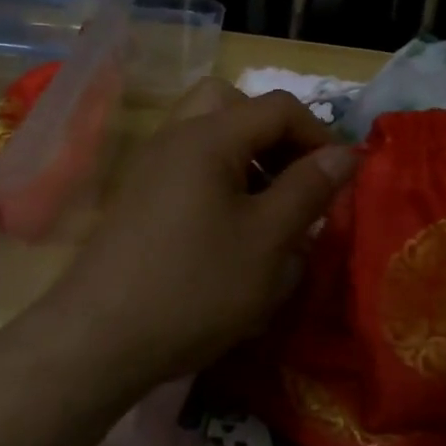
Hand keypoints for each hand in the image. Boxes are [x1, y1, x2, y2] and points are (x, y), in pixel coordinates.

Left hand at [31, 80, 357, 397]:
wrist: (99, 340)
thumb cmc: (195, 286)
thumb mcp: (268, 240)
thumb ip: (309, 189)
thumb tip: (346, 152)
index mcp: (208, 136)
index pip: (278, 107)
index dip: (319, 135)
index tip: (341, 179)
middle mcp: (174, 137)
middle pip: (232, 105)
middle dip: (274, 134)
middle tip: (294, 179)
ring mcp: (150, 168)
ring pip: (207, 135)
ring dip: (247, 157)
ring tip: (269, 210)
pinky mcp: (138, 200)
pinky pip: (188, 167)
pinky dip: (219, 179)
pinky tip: (231, 233)